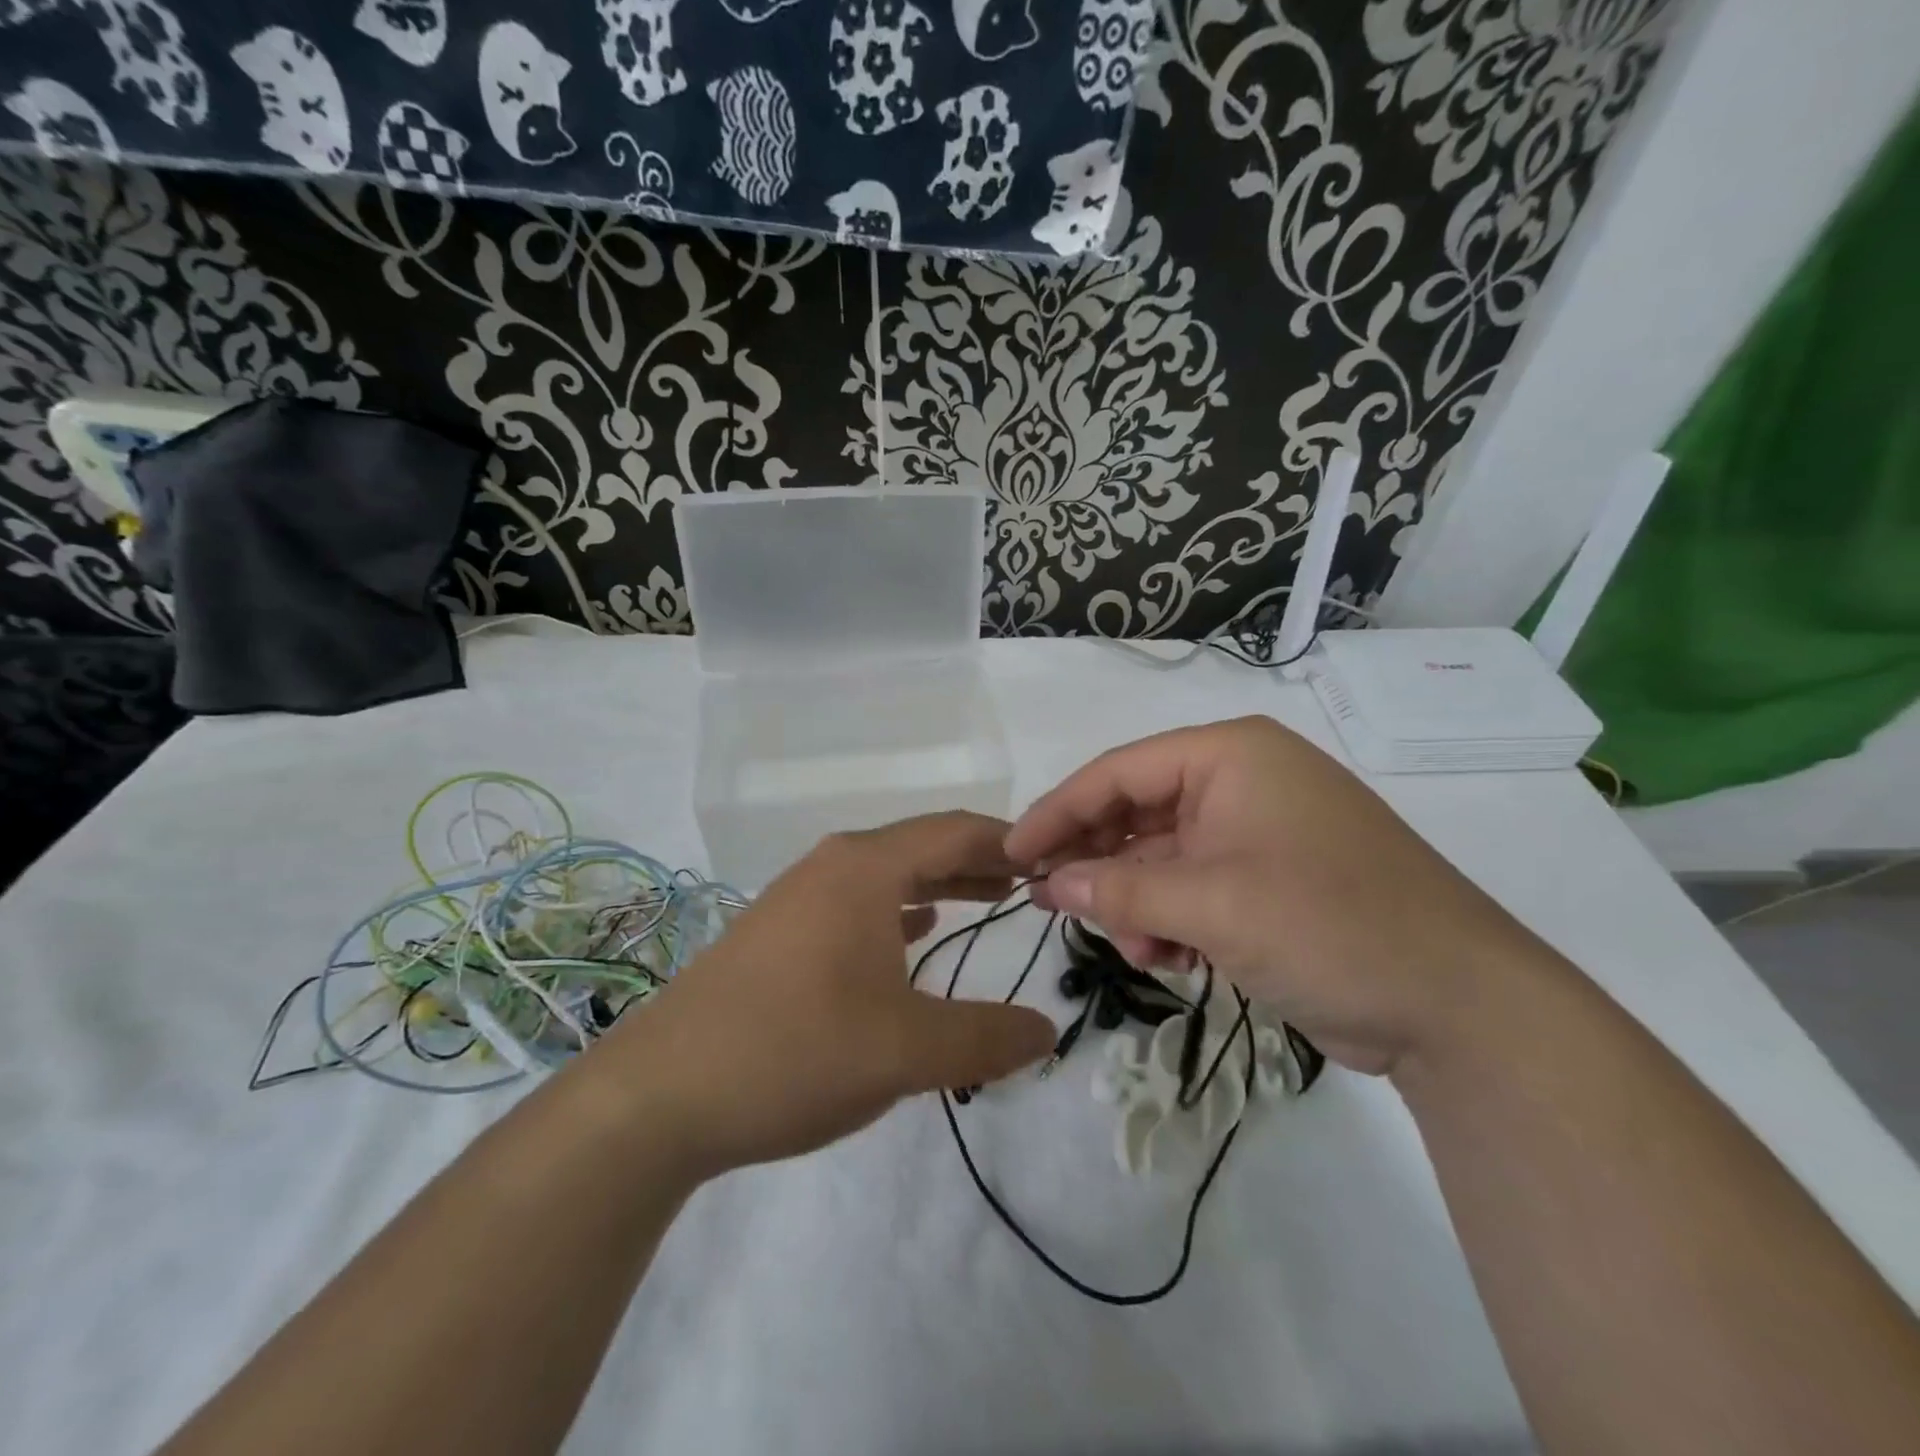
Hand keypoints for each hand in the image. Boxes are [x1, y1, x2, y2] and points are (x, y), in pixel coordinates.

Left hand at [600, 813, 1055, 1176]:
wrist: (658, 1095)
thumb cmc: (793, 1051)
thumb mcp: (904, 1051)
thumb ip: (985, 1038)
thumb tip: (1047, 1032)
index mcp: (865, 868)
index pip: (955, 831)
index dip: (1009, 842)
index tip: (1053, 861)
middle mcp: (832, 866)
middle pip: (922, 846)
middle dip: (978, 862)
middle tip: (1031, 883)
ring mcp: (798, 897)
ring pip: (887, 875)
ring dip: (939, 885)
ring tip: (986, 902)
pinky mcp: (779, 933)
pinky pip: (856, 904)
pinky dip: (897, 910)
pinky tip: (912, 934)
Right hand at [1004, 717, 1545, 1075]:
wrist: (1460, 1008)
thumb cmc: (1330, 926)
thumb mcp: (1211, 905)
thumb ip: (1120, 889)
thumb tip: (1050, 884)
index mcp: (1230, 756)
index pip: (1118, 772)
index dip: (1058, 812)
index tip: (1010, 855)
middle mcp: (1241, 781)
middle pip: (1137, 813)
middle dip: (1100, 865)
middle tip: (1055, 906)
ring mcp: (1257, 833)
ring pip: (1162, 858)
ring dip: (1137, 904)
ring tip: (1141, 952)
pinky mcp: (1269, 881)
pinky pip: (1193, 889)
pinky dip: (1171, 922)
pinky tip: (1174, 961)